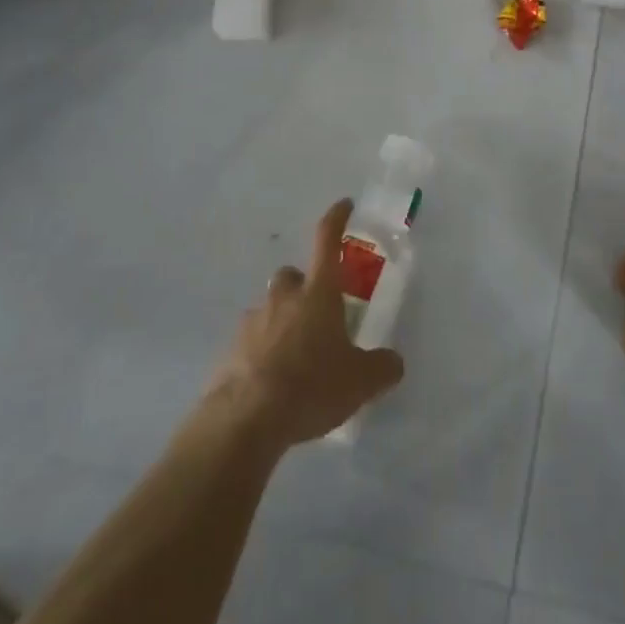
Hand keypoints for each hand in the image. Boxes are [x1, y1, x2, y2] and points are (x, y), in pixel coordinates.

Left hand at [210, 200, 405, 448]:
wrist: (246, 418)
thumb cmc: (310, 386)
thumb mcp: (361, 382)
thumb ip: (382, 367)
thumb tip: (393, 362)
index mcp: (318, 292)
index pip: (327, 240)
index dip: (337, 219)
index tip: (344, 205)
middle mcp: (284, 296)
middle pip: (293, 276)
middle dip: (304, 288)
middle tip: (318, 315)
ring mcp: (253, 320)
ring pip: (270, 308)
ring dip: (283, 322)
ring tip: (296, 358)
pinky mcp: (231, 348)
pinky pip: (252, 340)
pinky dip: (263, 351)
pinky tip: (272, 381)